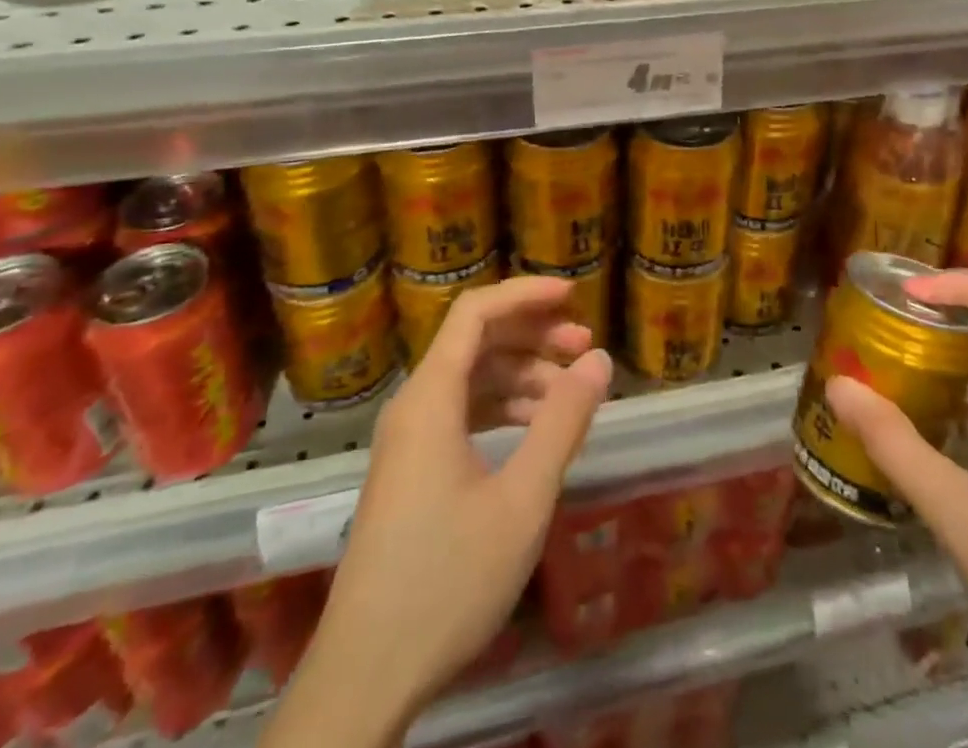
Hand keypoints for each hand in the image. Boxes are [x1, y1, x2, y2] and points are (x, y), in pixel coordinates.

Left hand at [267, 276, 612, 747]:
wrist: (367, 674)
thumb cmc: (448, 579)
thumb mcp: (522, 500)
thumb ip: (563, 422)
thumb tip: (600, 360)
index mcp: (431, 397)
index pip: (476, 312)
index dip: (526, 294)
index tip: (574, 295)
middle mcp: (415, 405)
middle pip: (476, 341)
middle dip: (533, 335)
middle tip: (586, 349)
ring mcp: (410, 439)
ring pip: (471, 379)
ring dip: (523, 375)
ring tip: (571, 395)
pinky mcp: (412, 469)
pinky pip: (462, 413)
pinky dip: (503, 409)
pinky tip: (538, 431)